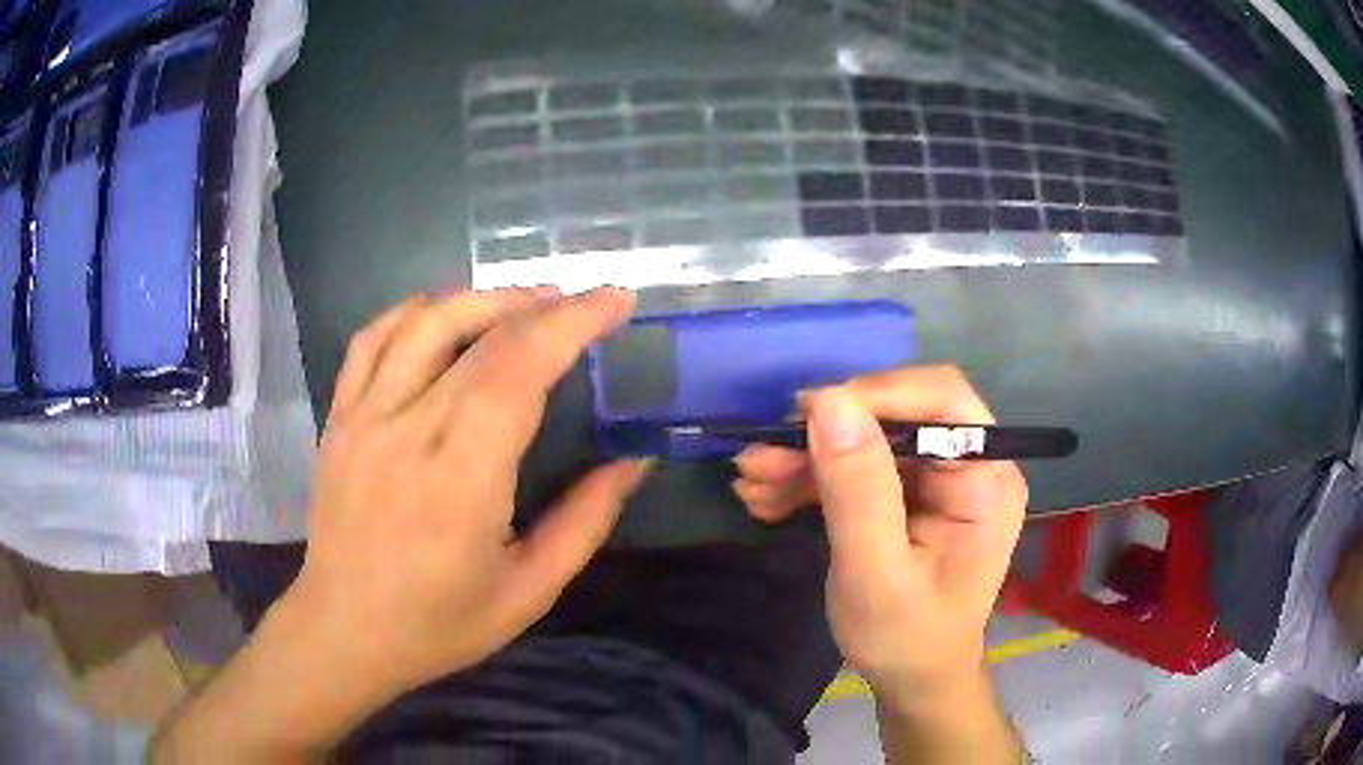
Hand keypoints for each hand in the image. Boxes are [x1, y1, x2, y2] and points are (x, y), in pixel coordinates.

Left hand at [153, 287, 648, 760]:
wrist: (344, 631)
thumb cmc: (439, 624)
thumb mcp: (529, 591)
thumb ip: (586, 521)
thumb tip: (634, 461)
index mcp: (461, 480)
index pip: (518, 371)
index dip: (571, 324)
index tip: (615, 301)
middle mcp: (407, 432)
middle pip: (480, 337)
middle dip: (544, 307)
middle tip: (583, 305)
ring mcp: (363, 418)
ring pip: (423, 322)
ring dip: (483, 298)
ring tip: (524, 304)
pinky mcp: (338, 418)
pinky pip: (372, 339)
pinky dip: (415, 312)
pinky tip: (444, 316)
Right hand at [734, 367, 1027, 707]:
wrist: (913, 679)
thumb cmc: (906, 638)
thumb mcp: (876, 574)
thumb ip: (857, 491)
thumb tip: (829, 404)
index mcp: (986, 479)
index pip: (943, 400)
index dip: (877, 394)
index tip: (808, 414)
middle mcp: (970, 465)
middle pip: (898, 416)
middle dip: (826, 434)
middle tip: (761, 457)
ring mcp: (939, 480)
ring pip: (869, 439)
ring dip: (807, 458)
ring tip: (751, 482)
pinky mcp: (910, 495)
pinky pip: (859, 467)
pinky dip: (812, 479)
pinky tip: (769, 497)